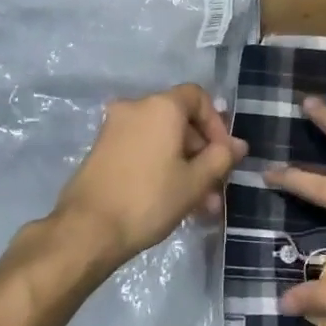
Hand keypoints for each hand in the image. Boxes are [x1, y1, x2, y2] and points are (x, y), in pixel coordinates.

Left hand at [45, 84, 246, 271]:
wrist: (87, 229)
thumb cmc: (149, 198)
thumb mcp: (194, 181)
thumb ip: (220, 158)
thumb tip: (238, 145)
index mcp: (160, 106)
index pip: (197, 97)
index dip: (217, 123)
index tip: (224, 155)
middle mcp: (135, 107)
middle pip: (180, 120)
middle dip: (202, 153)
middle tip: (214, 188)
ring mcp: (115, 128)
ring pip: (162, 140)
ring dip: (184, 167)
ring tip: (200, 207)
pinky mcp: (103, 150)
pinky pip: (142, 149)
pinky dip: (161, 167)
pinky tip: (173, 202)